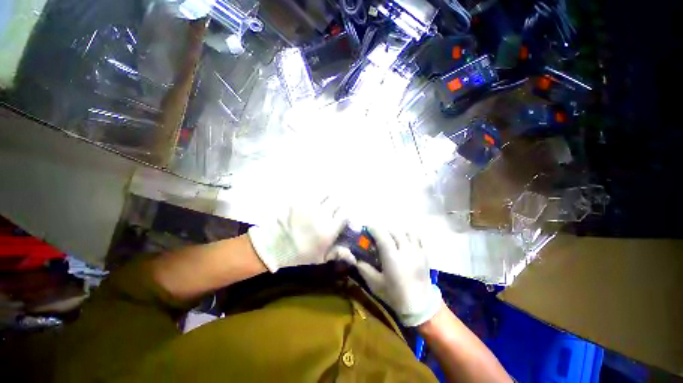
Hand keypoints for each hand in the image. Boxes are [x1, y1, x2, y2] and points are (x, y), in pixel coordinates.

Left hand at [248, 197, 346, 271]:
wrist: (274, 245)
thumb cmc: (299, 254)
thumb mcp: (320, 257)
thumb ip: (338, 253)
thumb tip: (354, 256)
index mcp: (328, 230)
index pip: (344, 214)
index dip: (345, 215)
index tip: (342, 217)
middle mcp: (321, 215)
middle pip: (337, 201)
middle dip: (337, 205)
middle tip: (333, 209)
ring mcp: (309, 206)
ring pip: (326, 193)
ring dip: (327, 197)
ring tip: (324, 202)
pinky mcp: (298, 200)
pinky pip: (311, 192)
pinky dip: (316, 195)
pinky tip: (313, 200)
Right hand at [356, 228, 442, 326]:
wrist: (420, 306)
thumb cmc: (395, 295)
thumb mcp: (375, 284)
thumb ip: (364, 269)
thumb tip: (356, 258)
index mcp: (393, 258)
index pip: (382, 235)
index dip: (374, 229)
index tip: (368, 228)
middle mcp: (406, 251)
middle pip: (394, 231)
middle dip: (384, 230)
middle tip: (378, 235)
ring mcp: (417, 251)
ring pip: (406, 232)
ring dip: (396, 232)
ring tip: (392, 237)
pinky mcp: (425, 254)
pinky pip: (417, 238)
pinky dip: (408, 235)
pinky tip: (404, 241)